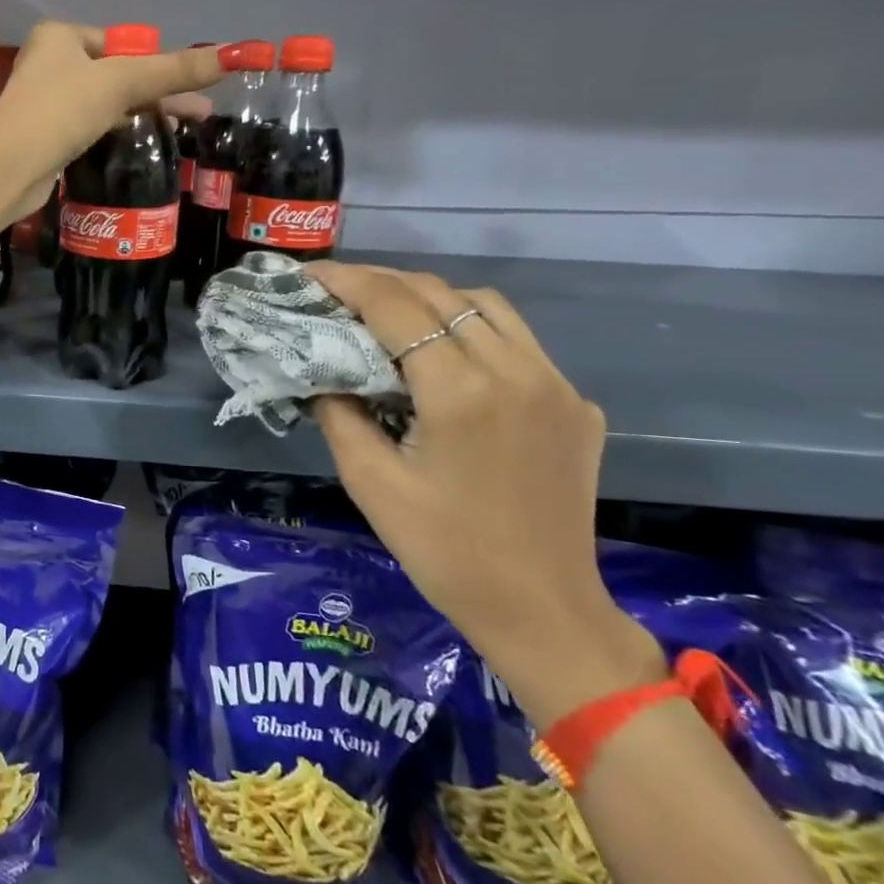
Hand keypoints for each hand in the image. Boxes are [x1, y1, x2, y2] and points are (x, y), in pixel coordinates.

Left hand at [0, 22, 223, 228]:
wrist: (8, 169)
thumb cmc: (61, 111)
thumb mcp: (121, 83)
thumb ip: (174, 71)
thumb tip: (234, 54)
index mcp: (59, 37)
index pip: (116, 42)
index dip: (151, 62)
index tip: (184, 83)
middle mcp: (49, 64)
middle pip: (115, 73)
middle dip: (157, 91)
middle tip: (200, 110)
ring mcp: (46, 103)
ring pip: (105, 103)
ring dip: (141, 114)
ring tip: (183, 128)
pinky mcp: (47, 138)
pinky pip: (91, 127)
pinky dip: (117, 132)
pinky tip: (141, 143)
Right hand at [306, 262, 664, 723]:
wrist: (542, 609)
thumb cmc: (444, 551)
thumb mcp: (369, 483)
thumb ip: (339, 414)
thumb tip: (322, 373)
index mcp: (462, 392)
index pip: (395, 306)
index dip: (346, 281)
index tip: (308, 275)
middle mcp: (516, 371)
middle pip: (440, 293)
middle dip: (381, 282)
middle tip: (335, 291)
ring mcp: (556, 384)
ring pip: (486, 305)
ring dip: (429, 297)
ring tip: (386, 313)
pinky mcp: (576, 404)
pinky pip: (517, 341)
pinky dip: (470, 329)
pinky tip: (444, 358)